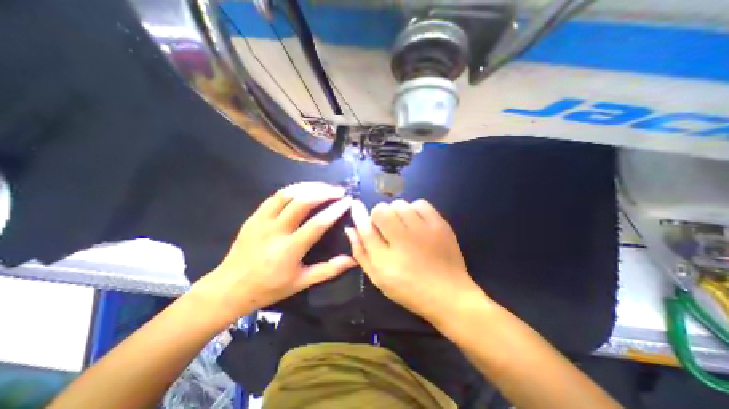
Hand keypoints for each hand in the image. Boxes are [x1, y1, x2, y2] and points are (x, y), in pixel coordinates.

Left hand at [191, 181, 355, 322]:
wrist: (230, 288)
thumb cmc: (269, 288)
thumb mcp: (302, 282)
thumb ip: (329, 270)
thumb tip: (353, 259)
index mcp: (289, 250)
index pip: (317, 224)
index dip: (335, 210)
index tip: (348, 200)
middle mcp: (275, 231)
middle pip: (302, 202)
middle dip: (324, 192)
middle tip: (339, 190)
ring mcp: (261, 221)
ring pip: (287, 194)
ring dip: (308, 186)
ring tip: (323, 186)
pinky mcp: (253, 217)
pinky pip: (274, 197)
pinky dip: (292, 190)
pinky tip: (303, 191)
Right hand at [346, 199, 482, 323]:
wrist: (448, 295)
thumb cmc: (409, 289)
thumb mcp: (379, 277)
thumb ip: (362, 253)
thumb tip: (350, 229)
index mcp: (385, 259)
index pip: (365, 227)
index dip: (358, 214)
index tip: (355, 205)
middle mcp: (403, 240)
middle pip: (382, 210)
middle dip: (379, 217)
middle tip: (387, 229)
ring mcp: (424, 230)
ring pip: (400, 204)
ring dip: (396, 213)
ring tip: (403, 226)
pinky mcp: (440, 225)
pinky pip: (420, 204)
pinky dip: (414, 209)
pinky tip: (416, 222)